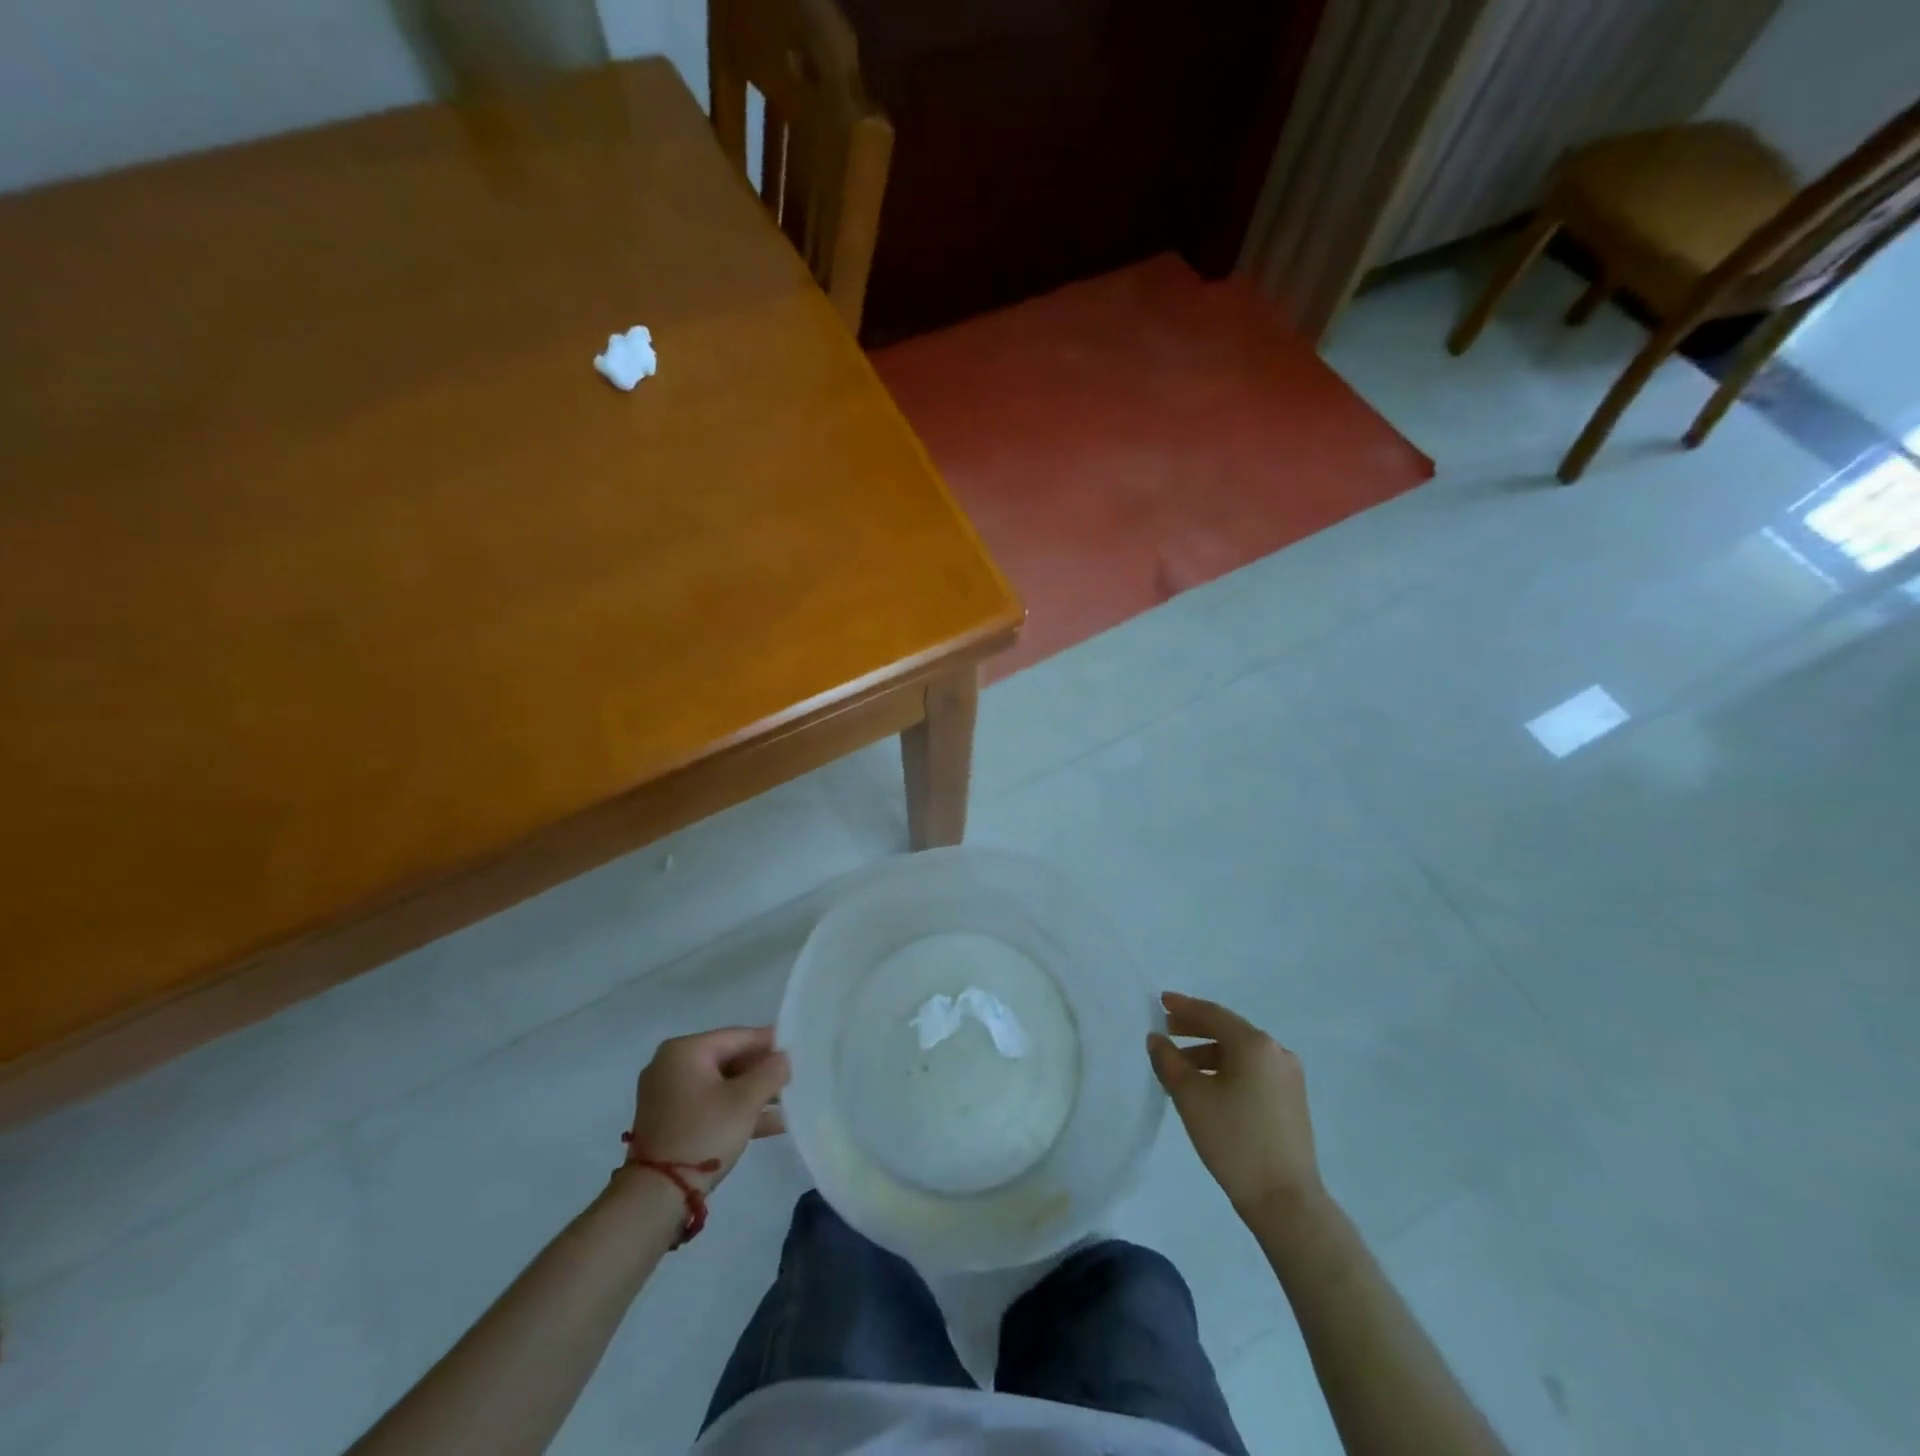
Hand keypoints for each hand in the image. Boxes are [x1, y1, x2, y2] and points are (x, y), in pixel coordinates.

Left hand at [626, 1026, 789, 1191]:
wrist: (655, 1197)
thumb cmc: (703, 1134)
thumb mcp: (745, 1101)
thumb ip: (771, 1072)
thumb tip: (783, 1059)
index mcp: (685, 1050)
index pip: (737, 1036)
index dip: (770, 1042)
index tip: (797, 1047)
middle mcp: (671, 1066)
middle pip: (729, 1060)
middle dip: (762, 1072)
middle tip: (793, 1078)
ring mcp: (668, 1095)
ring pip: (721, 1085)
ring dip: (753, 1094)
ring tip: (788, 1103)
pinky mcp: (670, 1121)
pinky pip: (710, 1105)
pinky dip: (736, 1111)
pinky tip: (771, 1123)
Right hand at [1148, 992, 1322, 1218]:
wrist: (1286, 1201)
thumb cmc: (1234, 1140)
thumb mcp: (1190, 1096)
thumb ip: (1168, 1060)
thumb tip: (1157, 1039)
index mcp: (1255, 1044)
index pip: (1212, 1014)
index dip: (1183, 1006)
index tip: (1159, 1001)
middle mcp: (1276, 1052)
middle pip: (1228, 1030)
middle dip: (1194, 1029)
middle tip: (1165, 1031)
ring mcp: (1288, 1077)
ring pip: (1240, 1053)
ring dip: (1208, 1053)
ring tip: (1179, 1068)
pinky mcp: (1291, 1100)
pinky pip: (1252, 1071)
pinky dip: (1226, 1070)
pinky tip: (1206, 1088)